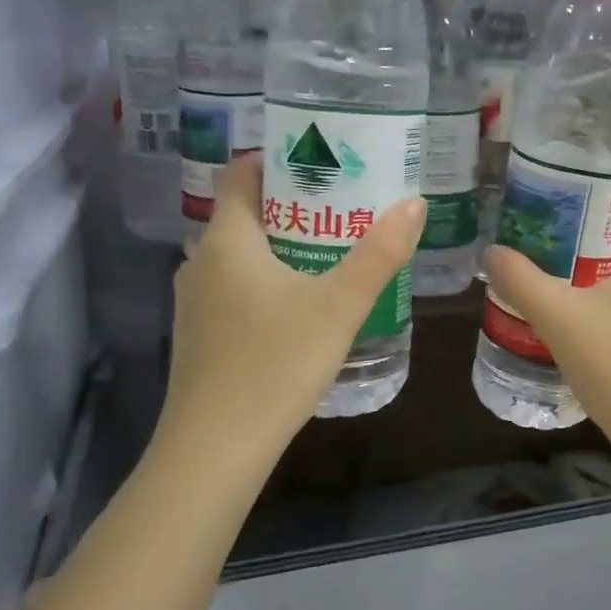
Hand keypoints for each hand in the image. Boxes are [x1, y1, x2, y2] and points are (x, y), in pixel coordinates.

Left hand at [158, 157, 424, 459]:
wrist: (215, 450)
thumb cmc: (275, 364)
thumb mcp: (339, 306)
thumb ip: (380, 253)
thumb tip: (414, 203)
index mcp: (227, 240)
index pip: (243, 173)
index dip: (280, 159)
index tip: (326, 161)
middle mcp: (201, 261)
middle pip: (247, 212)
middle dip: (296, 203)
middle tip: (347, 205)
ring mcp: (196, 301)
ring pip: (243, 253)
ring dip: (285, 244)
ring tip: (335, 249)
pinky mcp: (202, 335)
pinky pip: (237, 286)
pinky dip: (270, 278)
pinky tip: (305, 303)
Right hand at [484, 209, 610, 446]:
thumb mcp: (558, 315)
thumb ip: (521, 279)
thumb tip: (491, 251)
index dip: (596, 190)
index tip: (556, 191)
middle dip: (580, 231)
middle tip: (535, 228)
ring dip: (585, 268)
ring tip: (541, 266)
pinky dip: (595, 299)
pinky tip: (564, 312)